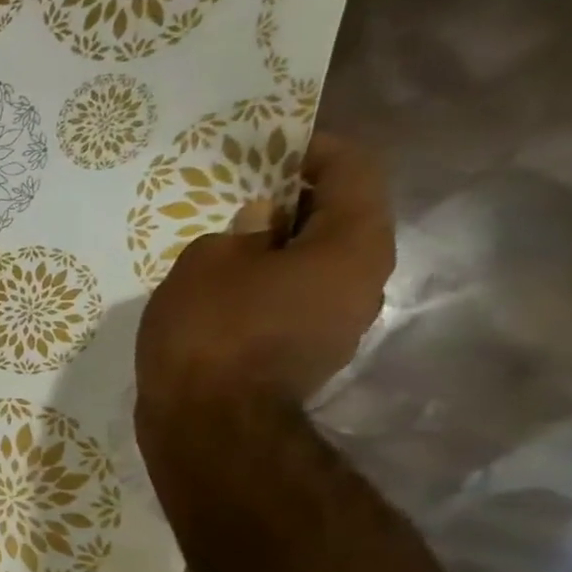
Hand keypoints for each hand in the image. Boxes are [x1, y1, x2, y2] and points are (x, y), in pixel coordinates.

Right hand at [136, 134, 394, 423]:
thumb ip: (238, 230)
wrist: (210, 424)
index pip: (355, 171)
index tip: (272, 147)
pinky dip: (271, 284)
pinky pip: (298, 299)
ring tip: (228, 245)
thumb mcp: (206, 261)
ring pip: (319, 264)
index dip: (315, 149)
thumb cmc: (211, 330)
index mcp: (353, 246)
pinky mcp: (310, 354)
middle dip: (295, 201)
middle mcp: (365, 281)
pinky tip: (226, 290)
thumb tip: (261, 226)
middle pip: (342, 219)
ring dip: (281, 247)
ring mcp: (341, 324)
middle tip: (242, 195)